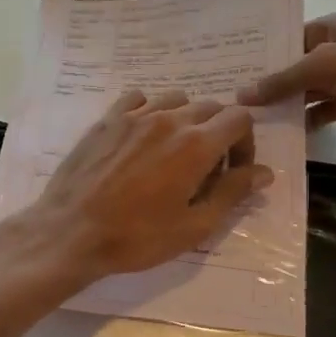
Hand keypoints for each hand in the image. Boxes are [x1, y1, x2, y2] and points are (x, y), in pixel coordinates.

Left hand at [15, 90, 272, 283]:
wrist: (71, 232)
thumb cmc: (137, 237)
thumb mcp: (194, 226)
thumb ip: (232, 193)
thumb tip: (264, 172)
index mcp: (196, 144)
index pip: (240, 119)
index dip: (246, 144)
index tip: (233, 171)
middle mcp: (169, 119)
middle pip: (211, 107)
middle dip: (219, 133)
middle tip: (206, 169)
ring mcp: (135, 115)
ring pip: (176, 100)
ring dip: (186, 121)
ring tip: (174, 153)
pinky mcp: (107, 119)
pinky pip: (138, 99)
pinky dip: (150, 111)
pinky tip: (142, 138)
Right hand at [237, 11, 335, 150]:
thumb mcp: (325, 65)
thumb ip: (283, 80)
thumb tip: (242, 94)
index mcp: (332, 28)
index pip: (288, 38)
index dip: (261, 53)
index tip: (228, 68)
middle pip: (294, 68)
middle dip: (267, 82)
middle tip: (227, 98)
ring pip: (305, 94)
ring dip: (282, 106)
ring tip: (245, 120)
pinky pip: (319, 115)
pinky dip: (302, 124)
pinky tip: (278, 134)